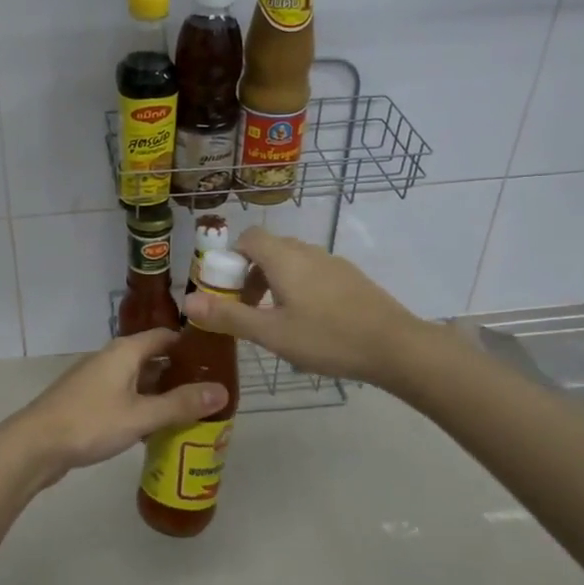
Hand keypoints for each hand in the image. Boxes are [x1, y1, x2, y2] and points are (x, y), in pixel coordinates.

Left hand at [2, 331, 228, 484]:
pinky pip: (124, 396)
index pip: (165, 336)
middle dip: (179, 373)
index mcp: (125, 351)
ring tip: (191, 410)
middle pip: (152, 357)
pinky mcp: (88, 400)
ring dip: (161, 392)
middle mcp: (111, 358)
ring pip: (138, 379)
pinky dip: (142, 405)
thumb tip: (222, 391)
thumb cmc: (91, 423)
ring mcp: (97, 379)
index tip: (216, 360)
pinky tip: (156, 427)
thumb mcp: (141, 415)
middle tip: (209, 391)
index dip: (190, 345)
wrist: (35, 445)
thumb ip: (181, 404)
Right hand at [184, 227, 429, 387]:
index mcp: (284, 258)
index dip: (231, 259)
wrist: (396, 346)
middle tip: (247, 311)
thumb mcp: (271, 333)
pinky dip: (300, 289)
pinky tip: (310, 325)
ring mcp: (333, 263)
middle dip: (251, 275)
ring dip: (276, 284)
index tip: (227, 290)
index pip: (248, 238)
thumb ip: (228, 316)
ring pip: (293, 263)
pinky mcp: (352, 279)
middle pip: (269, 250)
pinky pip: (315, 274)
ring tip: (277, 321)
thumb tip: (187, 302)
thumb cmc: (327, 337)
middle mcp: (308, 252)